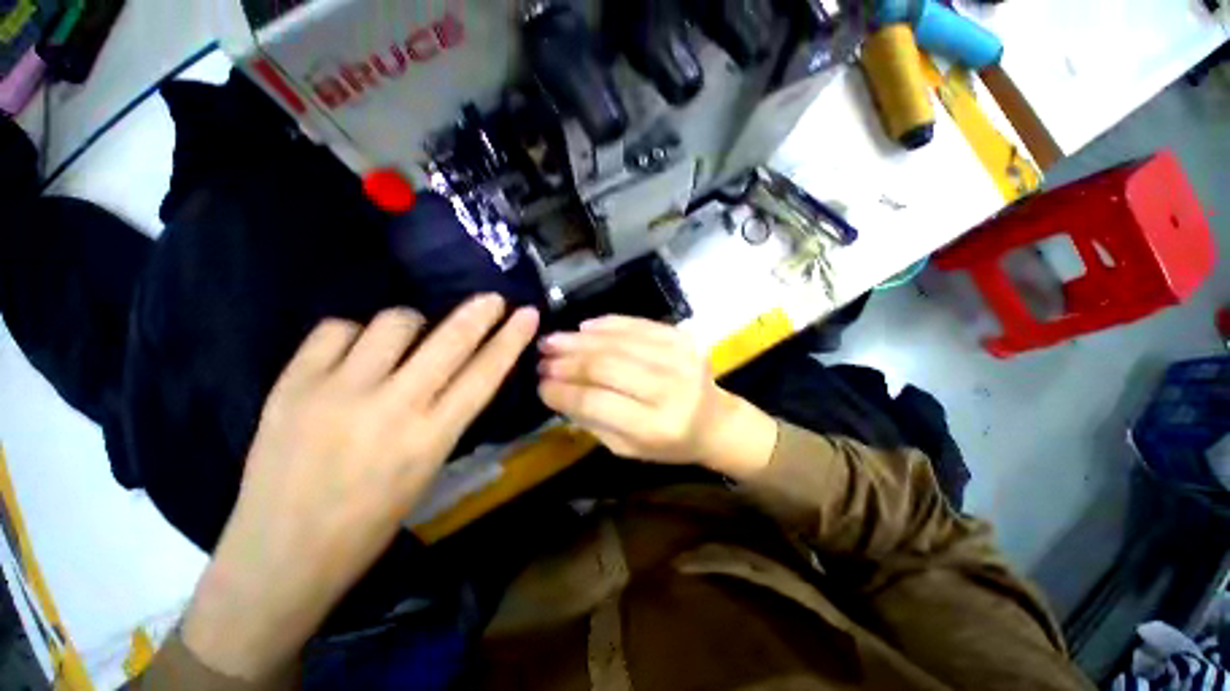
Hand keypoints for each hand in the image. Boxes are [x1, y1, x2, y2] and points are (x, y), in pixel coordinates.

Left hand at [183, 295, 538, 679]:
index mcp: (430, 438)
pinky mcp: (291, 385)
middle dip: (479, 313)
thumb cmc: (369, 522)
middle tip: (492, 298)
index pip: (484, 374)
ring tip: (404, 341)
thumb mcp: (427, 468)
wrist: (280, 555)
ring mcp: (337, 392)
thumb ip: (444, 415)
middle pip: (449, 341)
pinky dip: (354, 335)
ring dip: (411, 325)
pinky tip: (353, 354)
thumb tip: (454, 369)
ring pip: (393, 323)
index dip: (510, 340)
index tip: (528, 315)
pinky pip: (336, 330)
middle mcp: (390, 408)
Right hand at [537, 316, 776, 478]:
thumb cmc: (670, 443)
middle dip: (568, 362)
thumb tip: (557, 390)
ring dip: (581, 340)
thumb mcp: (628, 448)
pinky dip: (608, 323)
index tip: (540, 385)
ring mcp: (681, 358)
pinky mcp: (684, 338)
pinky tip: (584, 327)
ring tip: (554, 340)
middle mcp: (671, 389)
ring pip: (619, 342)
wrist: (716, 421)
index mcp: (656, 426)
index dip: (564, 392)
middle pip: (607, 367)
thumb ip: (593, 421)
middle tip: (542, 358)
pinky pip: (639, 324)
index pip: (598, 403)